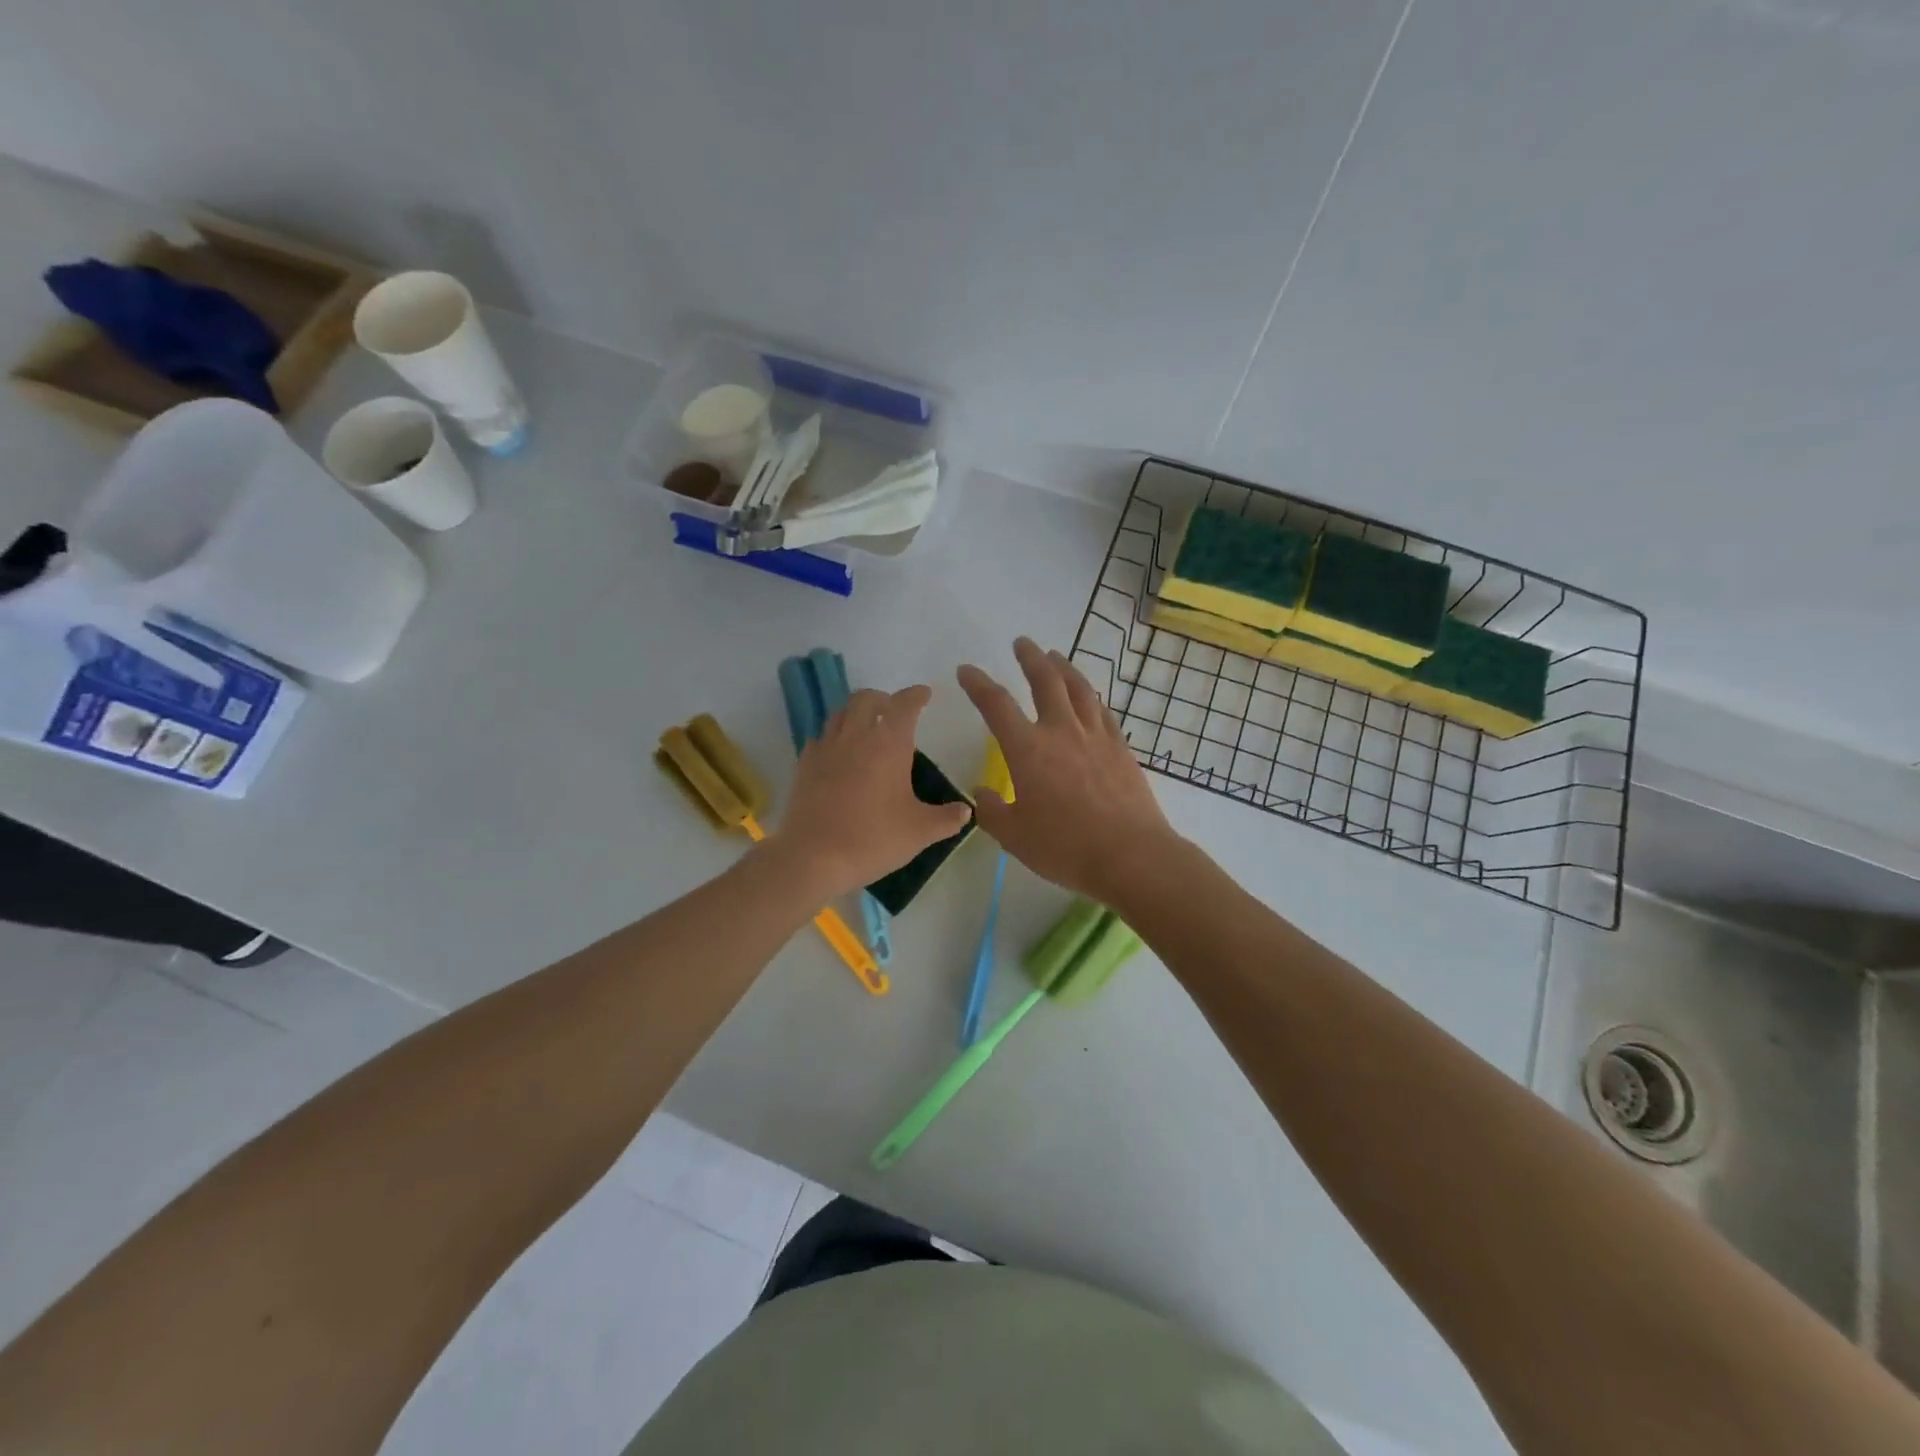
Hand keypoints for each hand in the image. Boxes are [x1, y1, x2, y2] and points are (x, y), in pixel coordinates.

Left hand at [770, 685, 971, 898]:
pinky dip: (834, 736)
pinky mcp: (804, 764)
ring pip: (841, 713)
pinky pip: (821, 737)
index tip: (924, 694)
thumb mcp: (920, 831)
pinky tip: (840, 754)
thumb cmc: (873, 838)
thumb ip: (947, 818)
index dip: (916, 696)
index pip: (904, 704)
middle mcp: (856, 735)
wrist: (814, 857)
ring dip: (857, 712)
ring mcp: (826, 747)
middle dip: (884, 699)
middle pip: (867, 699)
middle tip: (894, 711)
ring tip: (867, 728)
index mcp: (889, 743)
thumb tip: (966, 810)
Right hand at [957, 638, 1178, 903]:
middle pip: (1045, 681)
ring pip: (1078, 688)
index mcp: (1028, 749)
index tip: (966, 670)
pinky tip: (1088, 696)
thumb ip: (992, 811)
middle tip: (1022, 643)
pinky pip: (1101, 710)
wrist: (1130, 855)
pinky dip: (1090, 696)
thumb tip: (982, 792)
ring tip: (1054, 656)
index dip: (978, 684)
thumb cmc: (1065, 847)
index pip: (996, 705)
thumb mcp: (1014, 836)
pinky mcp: (1120, 748)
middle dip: (1030, 658)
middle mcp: (1061, 731)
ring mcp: (1095, 736)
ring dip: (1063, 668)